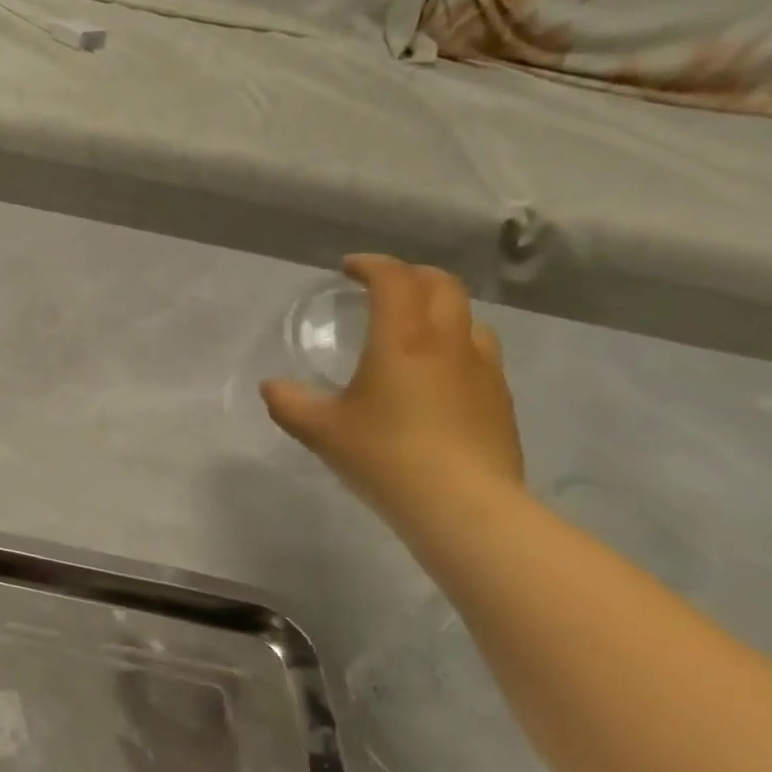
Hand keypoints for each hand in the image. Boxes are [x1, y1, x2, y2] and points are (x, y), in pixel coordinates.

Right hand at [261, 255, 523, 528]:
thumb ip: (289, 403)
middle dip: (410, 276)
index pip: (396, 279)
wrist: (463, 506)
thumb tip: (272, 387)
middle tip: (381, 288)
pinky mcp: (499, 399)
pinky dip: (454, 345)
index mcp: (404, 340)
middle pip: (442, 285)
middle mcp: (449, 343)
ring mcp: (482, 370)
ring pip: (467, 317)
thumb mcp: (320, 430)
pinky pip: (478, 353)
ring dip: (438, 309)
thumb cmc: (385, 456)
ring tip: (412, 330)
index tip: (349, 269)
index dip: (372, 265)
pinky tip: (435, 376)